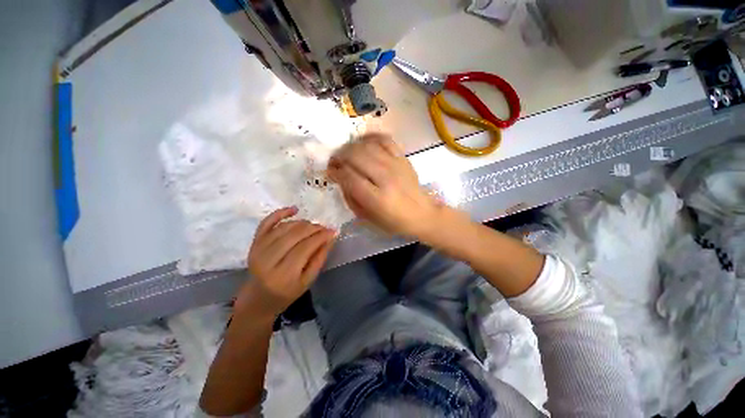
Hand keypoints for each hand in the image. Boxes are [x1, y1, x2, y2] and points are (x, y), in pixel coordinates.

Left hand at [236, 207, 335, 318]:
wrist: (258, 298)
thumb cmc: (286, 293)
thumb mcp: (308, 281)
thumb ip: (319, 259)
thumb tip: (330, 238)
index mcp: (283, 275)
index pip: (305, 248)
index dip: (321, 237)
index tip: (333, 231)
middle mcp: (268, 260)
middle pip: (294, 235)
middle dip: (313, 228)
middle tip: (325, 228)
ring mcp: (258, 249)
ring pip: (284, 228)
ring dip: (302, 223)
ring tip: (313, 225)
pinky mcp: (254, 243)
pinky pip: (266, 223)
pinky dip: (280, 213)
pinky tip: (294, 209)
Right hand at [328, 133, 442, 237]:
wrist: (422, 213)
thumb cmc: (393, 221)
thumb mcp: (368, 218)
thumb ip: (351, 198)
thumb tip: (340, 178)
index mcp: (378, 198)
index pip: (350, 177)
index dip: (336, 172)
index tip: (330, 172)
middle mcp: (386, 178)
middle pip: (356, 156)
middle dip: (340, 156)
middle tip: (335, 161)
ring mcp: (396, 165)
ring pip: (368, 146)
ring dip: (351, 146)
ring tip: (346, 153)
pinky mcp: (403, 158)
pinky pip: (385, 139)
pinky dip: (371, 137)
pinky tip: (363, 142)